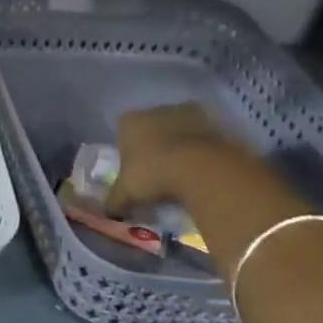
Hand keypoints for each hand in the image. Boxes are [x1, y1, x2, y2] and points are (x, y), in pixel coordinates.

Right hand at [105, 104, 247, 216]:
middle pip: (151, 128)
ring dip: (179, 145)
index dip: (128, 151)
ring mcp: (185, 113)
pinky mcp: (213, 122)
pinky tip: (202, 168)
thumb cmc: (152, 174)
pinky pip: (202, 136)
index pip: (123, 132)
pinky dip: (201, 148)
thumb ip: (114, 201)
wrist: (201, 168)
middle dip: (154, 145)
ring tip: (184, 172)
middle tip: (159, 172)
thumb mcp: (126, 193)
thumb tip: (109, 212)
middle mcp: (154, 110)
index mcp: (129, 121)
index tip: (135, 170)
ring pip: (177, 129)